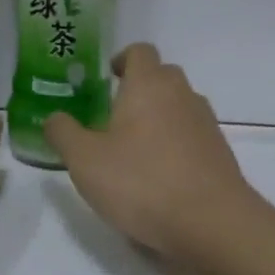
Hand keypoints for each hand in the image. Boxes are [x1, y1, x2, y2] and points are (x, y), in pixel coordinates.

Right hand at [44, 43, 257, 264]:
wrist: (211, 223)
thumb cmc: (141, 182)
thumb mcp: (84, 160)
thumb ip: (63, 133)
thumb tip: (54, 117)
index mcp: (148, 85)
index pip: (139, 51)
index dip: (122, 59)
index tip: (106, 78)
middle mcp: (182, 95)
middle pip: (162, 76)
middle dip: (139, 89)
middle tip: (113, 116)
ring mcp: (206, 124)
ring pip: (179, 106)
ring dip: (158, 118)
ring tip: (134, 149)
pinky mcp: (220, 153)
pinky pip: (192, 136)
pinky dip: (175, 145)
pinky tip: (159, 176)